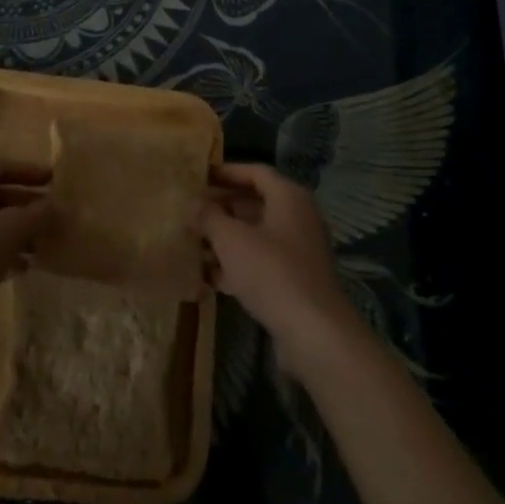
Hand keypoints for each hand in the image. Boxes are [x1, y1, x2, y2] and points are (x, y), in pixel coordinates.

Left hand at [0, 162, 52, 321]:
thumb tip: (56, 206)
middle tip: (52, 217)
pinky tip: (19, 269)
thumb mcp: (9, 231)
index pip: (0, 167)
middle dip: (25, 207)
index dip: (29, 173)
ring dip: (14, 233)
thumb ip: (37, 215)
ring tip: (41, 247)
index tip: (54, 181)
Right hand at [201, 164, 360, 375]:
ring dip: (226, 238)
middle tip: (192, 211)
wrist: (313, 331)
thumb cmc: (271, 272)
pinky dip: (237, 265)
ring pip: (256, 235)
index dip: (226, 172)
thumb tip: (194, 204)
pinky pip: (261, 262)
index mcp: (288, 197)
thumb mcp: (232, 240)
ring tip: (193, 243)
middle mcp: (297, 217)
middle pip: (255, 203)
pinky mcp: (294, 280)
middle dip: (222, 207)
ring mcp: (298, 250)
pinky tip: (208, 276)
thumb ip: (209, 217)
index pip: (256, 172)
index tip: (199, 177)